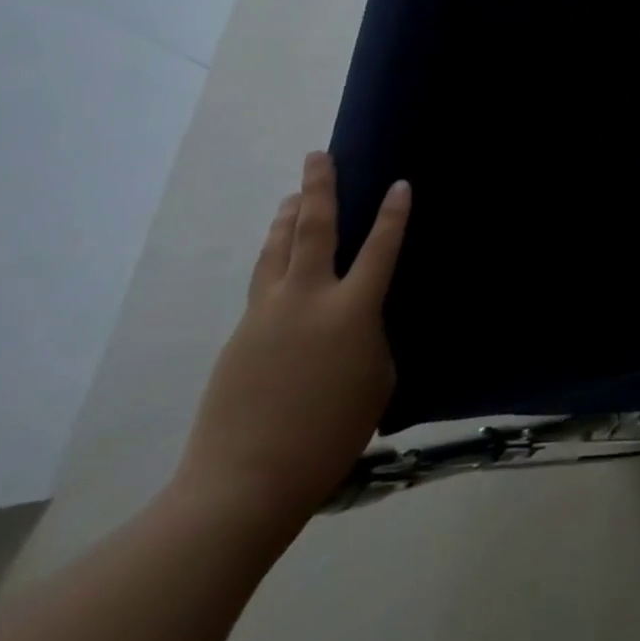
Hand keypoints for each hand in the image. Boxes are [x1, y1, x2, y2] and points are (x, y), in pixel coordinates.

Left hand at [175, 152, 409, 528]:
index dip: (394, 213)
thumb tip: (356, 321)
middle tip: (318, 156)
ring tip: (291, 196)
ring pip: (276, 251)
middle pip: (312, 230)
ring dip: (286, 218)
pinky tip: (278, 261)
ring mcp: (266, 316)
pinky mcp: (239, 337)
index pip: (381, 247)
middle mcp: (307, 300)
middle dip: (318, 189)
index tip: (399, 183)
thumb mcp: (377, 377)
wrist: (243, 483)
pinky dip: (273, 260)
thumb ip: (371, 337)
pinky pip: (262, 284)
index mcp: (352, 310)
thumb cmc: (330, 433)